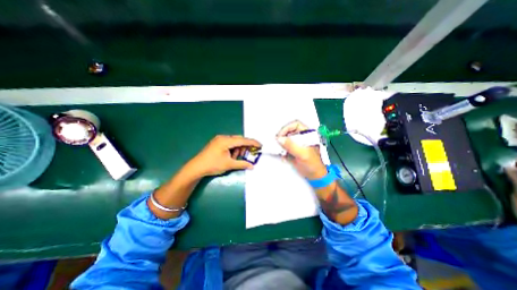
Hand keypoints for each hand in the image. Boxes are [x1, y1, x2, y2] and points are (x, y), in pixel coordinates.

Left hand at [189, 135, 262, 176]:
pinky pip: (229, 144)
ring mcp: (219, 140)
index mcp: (226, 141)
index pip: (243, 140)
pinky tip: (231, 156)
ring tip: (235, 158)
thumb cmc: (212, 165)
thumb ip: (242, 164)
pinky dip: (233, 150)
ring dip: (238, 149)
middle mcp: (223, 137)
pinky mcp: (217, 143)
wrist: (196, 168)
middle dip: (244, 147)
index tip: (260, 145)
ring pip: (234, 142)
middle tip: (247, 155)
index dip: (253, 143)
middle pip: (239, 140)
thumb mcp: (229, 165)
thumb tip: (252, 166)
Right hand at [277, 119, 324, 178]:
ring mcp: (296, 143)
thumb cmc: (312, 164)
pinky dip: (281, 150)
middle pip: (288, 131)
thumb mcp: (302, 154)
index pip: (295, 124)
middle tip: (276, 142)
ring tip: (279, 150)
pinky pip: (284, 146)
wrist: (314, 176)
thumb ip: (291, 146)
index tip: (280, 136)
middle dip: (282, 136)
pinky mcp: (292, 150)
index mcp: (307, 134)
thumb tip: (279, 139)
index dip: (287, 128)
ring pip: (285, 138)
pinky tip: (283, 156)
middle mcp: (301, 137)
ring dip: (280, 144)